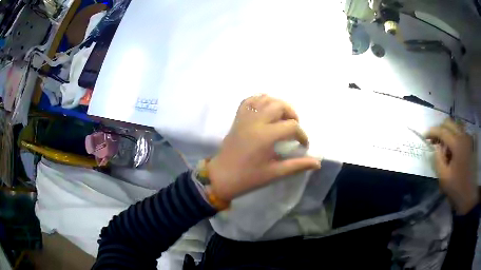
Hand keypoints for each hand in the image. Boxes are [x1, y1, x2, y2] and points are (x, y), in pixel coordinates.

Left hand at [207, 95, 320, 201]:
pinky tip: (266, 109)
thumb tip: (318, 163)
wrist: (222, 177)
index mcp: (266, 136)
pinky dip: (260, 100)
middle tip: (293, 128)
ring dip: (277, 105)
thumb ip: (297, 165)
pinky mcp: (238, 118)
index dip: (302, 135)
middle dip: (292, 114)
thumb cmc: (248, 178)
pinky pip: (249, 101)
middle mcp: (255, 121)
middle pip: (279, 105)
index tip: (303, 145)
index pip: (292, 126)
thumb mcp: (275, 173)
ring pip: (265, 99)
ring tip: (282, 118)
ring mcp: (245, 118)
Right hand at [426, 118, 477, 214]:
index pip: (442, 130)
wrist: (470, 195)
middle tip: (433, 141)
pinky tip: (452, 150)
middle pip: (449, 123)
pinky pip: (460, 133)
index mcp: (457, 144)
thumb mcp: (444, 178)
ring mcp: (468, 139)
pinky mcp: (470, 144)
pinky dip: (454, 137)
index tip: (424, 136)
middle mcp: (463, 136)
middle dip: (439, 130)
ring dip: (447, 133)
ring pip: (455, 126)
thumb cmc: (458, 188)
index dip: (432, 132)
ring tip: (443, 148)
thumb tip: (435, 147)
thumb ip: (438, 159)